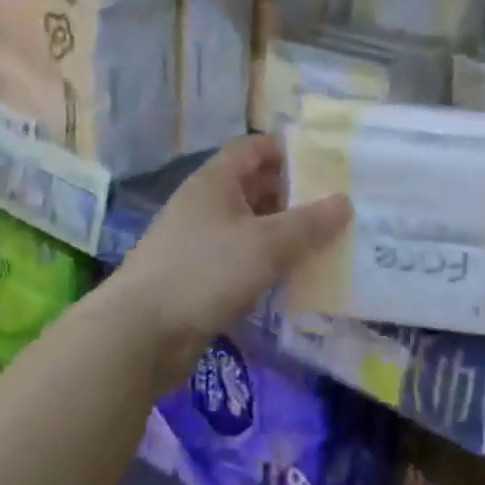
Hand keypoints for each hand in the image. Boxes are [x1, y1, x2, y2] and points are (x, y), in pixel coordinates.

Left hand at [112, 136, 349, 377]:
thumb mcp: (265, 243)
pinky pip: (241, 259)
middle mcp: (206, 204)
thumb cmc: (204, 271)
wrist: (138, 335)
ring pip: (250, 226)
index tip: (327, 161)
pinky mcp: (198, 278)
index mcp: (215, 180)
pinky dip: (267, 262)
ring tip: (326, 241)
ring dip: (283, 232)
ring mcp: (199, 242)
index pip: (255, 148)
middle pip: (255, 187)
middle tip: (337, 205)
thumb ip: (308, 223)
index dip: (289, 150)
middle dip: (294, 195)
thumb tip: (346, 201)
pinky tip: (295, 277)